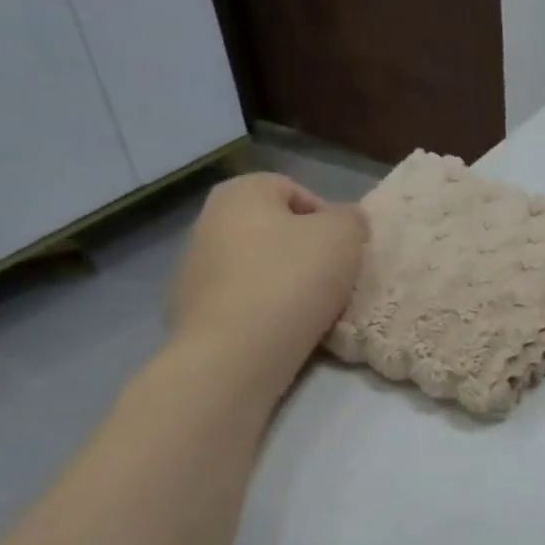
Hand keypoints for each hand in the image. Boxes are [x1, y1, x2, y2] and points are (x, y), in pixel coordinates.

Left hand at [169, 174, 367, 387]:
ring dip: (286, 282)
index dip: (329, 218)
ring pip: (259, 266)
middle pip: (275, 230)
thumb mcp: (343, 237)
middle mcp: (209, 219)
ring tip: (311, 310)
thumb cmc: (292, 280)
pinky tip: (283, 330)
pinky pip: (243, 300)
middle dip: (306, 251)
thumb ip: (351, 219)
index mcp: (241, 191)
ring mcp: (195, 267)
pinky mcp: (193, 310)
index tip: (346, 251)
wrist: (235, 353)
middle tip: (333, 280)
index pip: (296, 191)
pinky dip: (265, 309)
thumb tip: (346, 220)